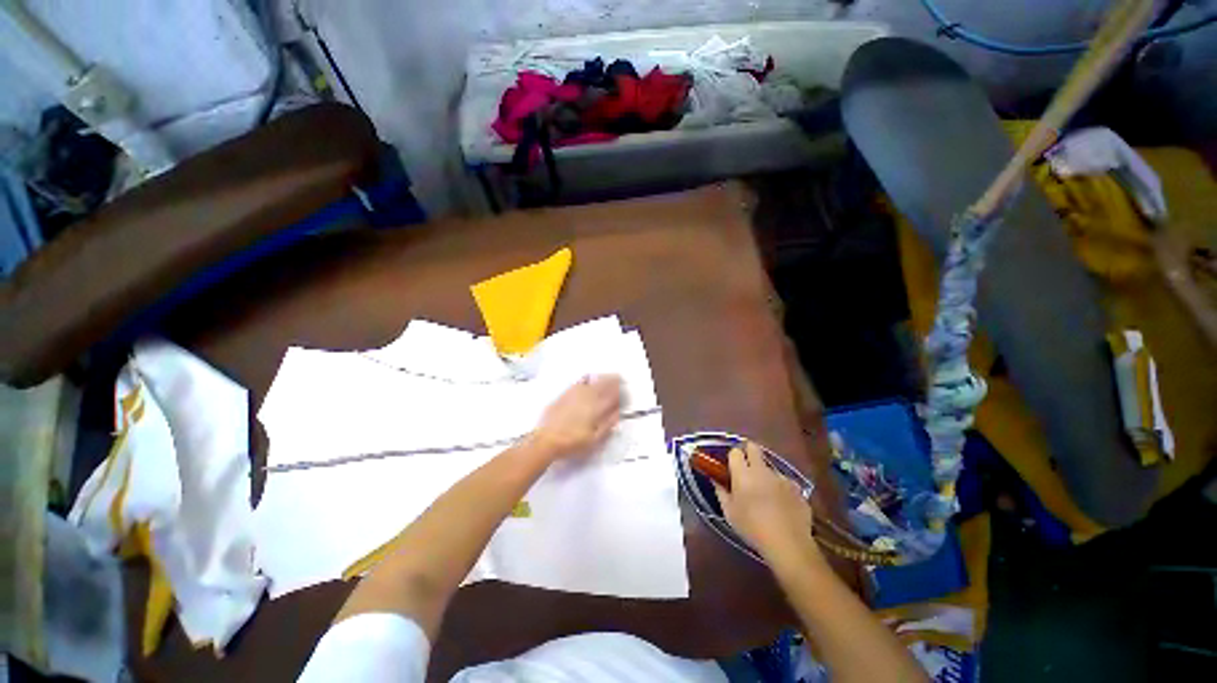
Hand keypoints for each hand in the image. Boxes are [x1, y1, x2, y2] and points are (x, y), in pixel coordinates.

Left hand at [529, 375, 622, 460]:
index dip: (620, 392)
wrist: (546, 440)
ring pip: (592, 381)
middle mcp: (587, 398)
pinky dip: (586, 379)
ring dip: (601, 378)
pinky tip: (588, 378)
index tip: (625, 389)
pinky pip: (578, 382)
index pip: (612, 396)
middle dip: (613, 381)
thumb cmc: (572, 443)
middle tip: (619, 378)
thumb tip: (618, 413)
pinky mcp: (564, 394)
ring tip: (607, 377)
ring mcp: (575, 394)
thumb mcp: (594, 440)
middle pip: (603, 385)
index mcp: (596, 409)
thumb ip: (607, 425)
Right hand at [713, 442, 817, 563]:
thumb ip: (721, 492)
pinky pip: (785, 483)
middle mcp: (762, 470)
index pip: (735, 452)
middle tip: (746, 470)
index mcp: (743, 473)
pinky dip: (782, 490)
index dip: (733, 457)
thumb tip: (716, 480)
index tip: (731, 468)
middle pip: (754, 448)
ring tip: (766, 496)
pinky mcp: (797, 488)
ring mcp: (782, 478)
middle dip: (749, 453)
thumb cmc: (752, 528)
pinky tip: (782, 506)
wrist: (788, 544)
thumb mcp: (729, 513)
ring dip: (766, 476)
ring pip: (770, 468)